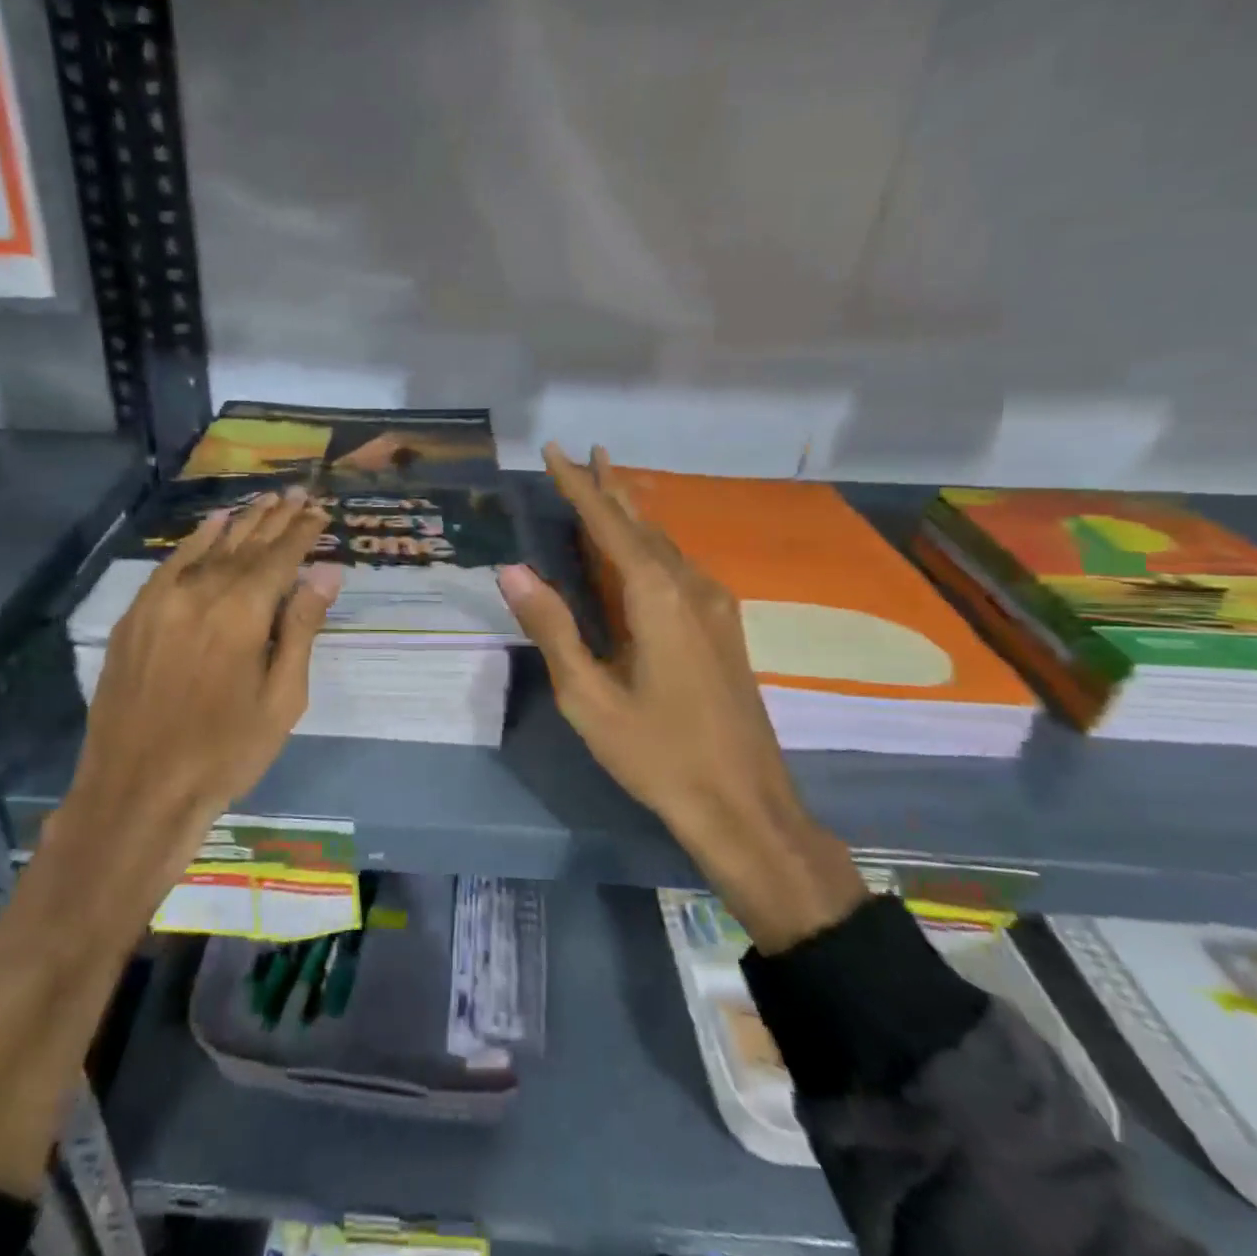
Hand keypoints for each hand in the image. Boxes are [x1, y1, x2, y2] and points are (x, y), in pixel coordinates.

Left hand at [46, 489, 341, 885]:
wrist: (137, 790)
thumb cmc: (225, 752)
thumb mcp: (282, 699)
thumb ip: (301, 629)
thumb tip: (326, 573)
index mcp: (241, 614)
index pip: (279, 558)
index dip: (301, 532)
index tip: (319, 510)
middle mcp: (200, 593)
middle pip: (245, 545)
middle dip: (274, 518)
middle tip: (298, 493)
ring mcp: (161, 601)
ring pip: (209, 549)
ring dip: (240, 523)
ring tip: (265, 499)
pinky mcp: (135, 616)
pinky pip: (170, 565)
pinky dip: (195, 542)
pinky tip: (212, 526)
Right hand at [498, 445, 865, 952]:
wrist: (744, 804)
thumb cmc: (658, 753)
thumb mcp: (589, 696)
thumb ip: (552, 627)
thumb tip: (512, 569)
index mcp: (657, 597)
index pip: (608, 525)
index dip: (578, 486)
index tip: (555, 450)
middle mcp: (691, 588)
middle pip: (643, 524)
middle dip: (610, 488)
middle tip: (587, 452)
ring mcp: (715, 607)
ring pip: (665, 544)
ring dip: (632, 514)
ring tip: (607, 487)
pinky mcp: (723, 629)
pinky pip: (679, 568)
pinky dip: (650, 545)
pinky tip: (641, 551)